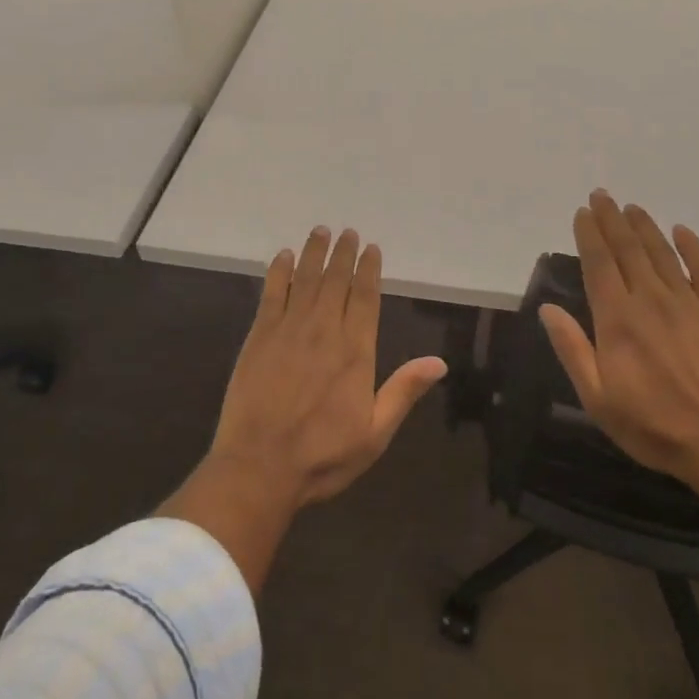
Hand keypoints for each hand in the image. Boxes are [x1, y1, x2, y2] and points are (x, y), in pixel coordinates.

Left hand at [209, 226, 446, 509]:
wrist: (259, 467)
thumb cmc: (322, 456)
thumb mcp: (375, 434)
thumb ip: (404, 392)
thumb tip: (439, 362)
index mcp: (355, 352)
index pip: (365, 298)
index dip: (369, 271)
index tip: (371, 248)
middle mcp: (324, 330)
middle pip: (336, 281)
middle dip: (343, 254)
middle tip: (347, 231)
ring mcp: (289, 329)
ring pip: (306, 279)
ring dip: (315, 253)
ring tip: (321, 231)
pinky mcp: (260, 335)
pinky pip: (272, 293)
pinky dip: (279, 271)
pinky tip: (284, 256)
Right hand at [539, 191, 698, 491]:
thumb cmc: (654, 426)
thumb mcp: (597, 398)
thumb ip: (572, 349)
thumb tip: (547, 309)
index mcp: (617, 318)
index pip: (599, 263)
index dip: (589, 234)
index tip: (582, 212)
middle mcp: (650, 300)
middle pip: (627, 249)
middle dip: (611, 219)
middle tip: (602, 195)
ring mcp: (688, 305)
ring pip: (661, 254)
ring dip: (644, 227)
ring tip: (631, 207)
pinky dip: (693, 248)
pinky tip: (682, 231)